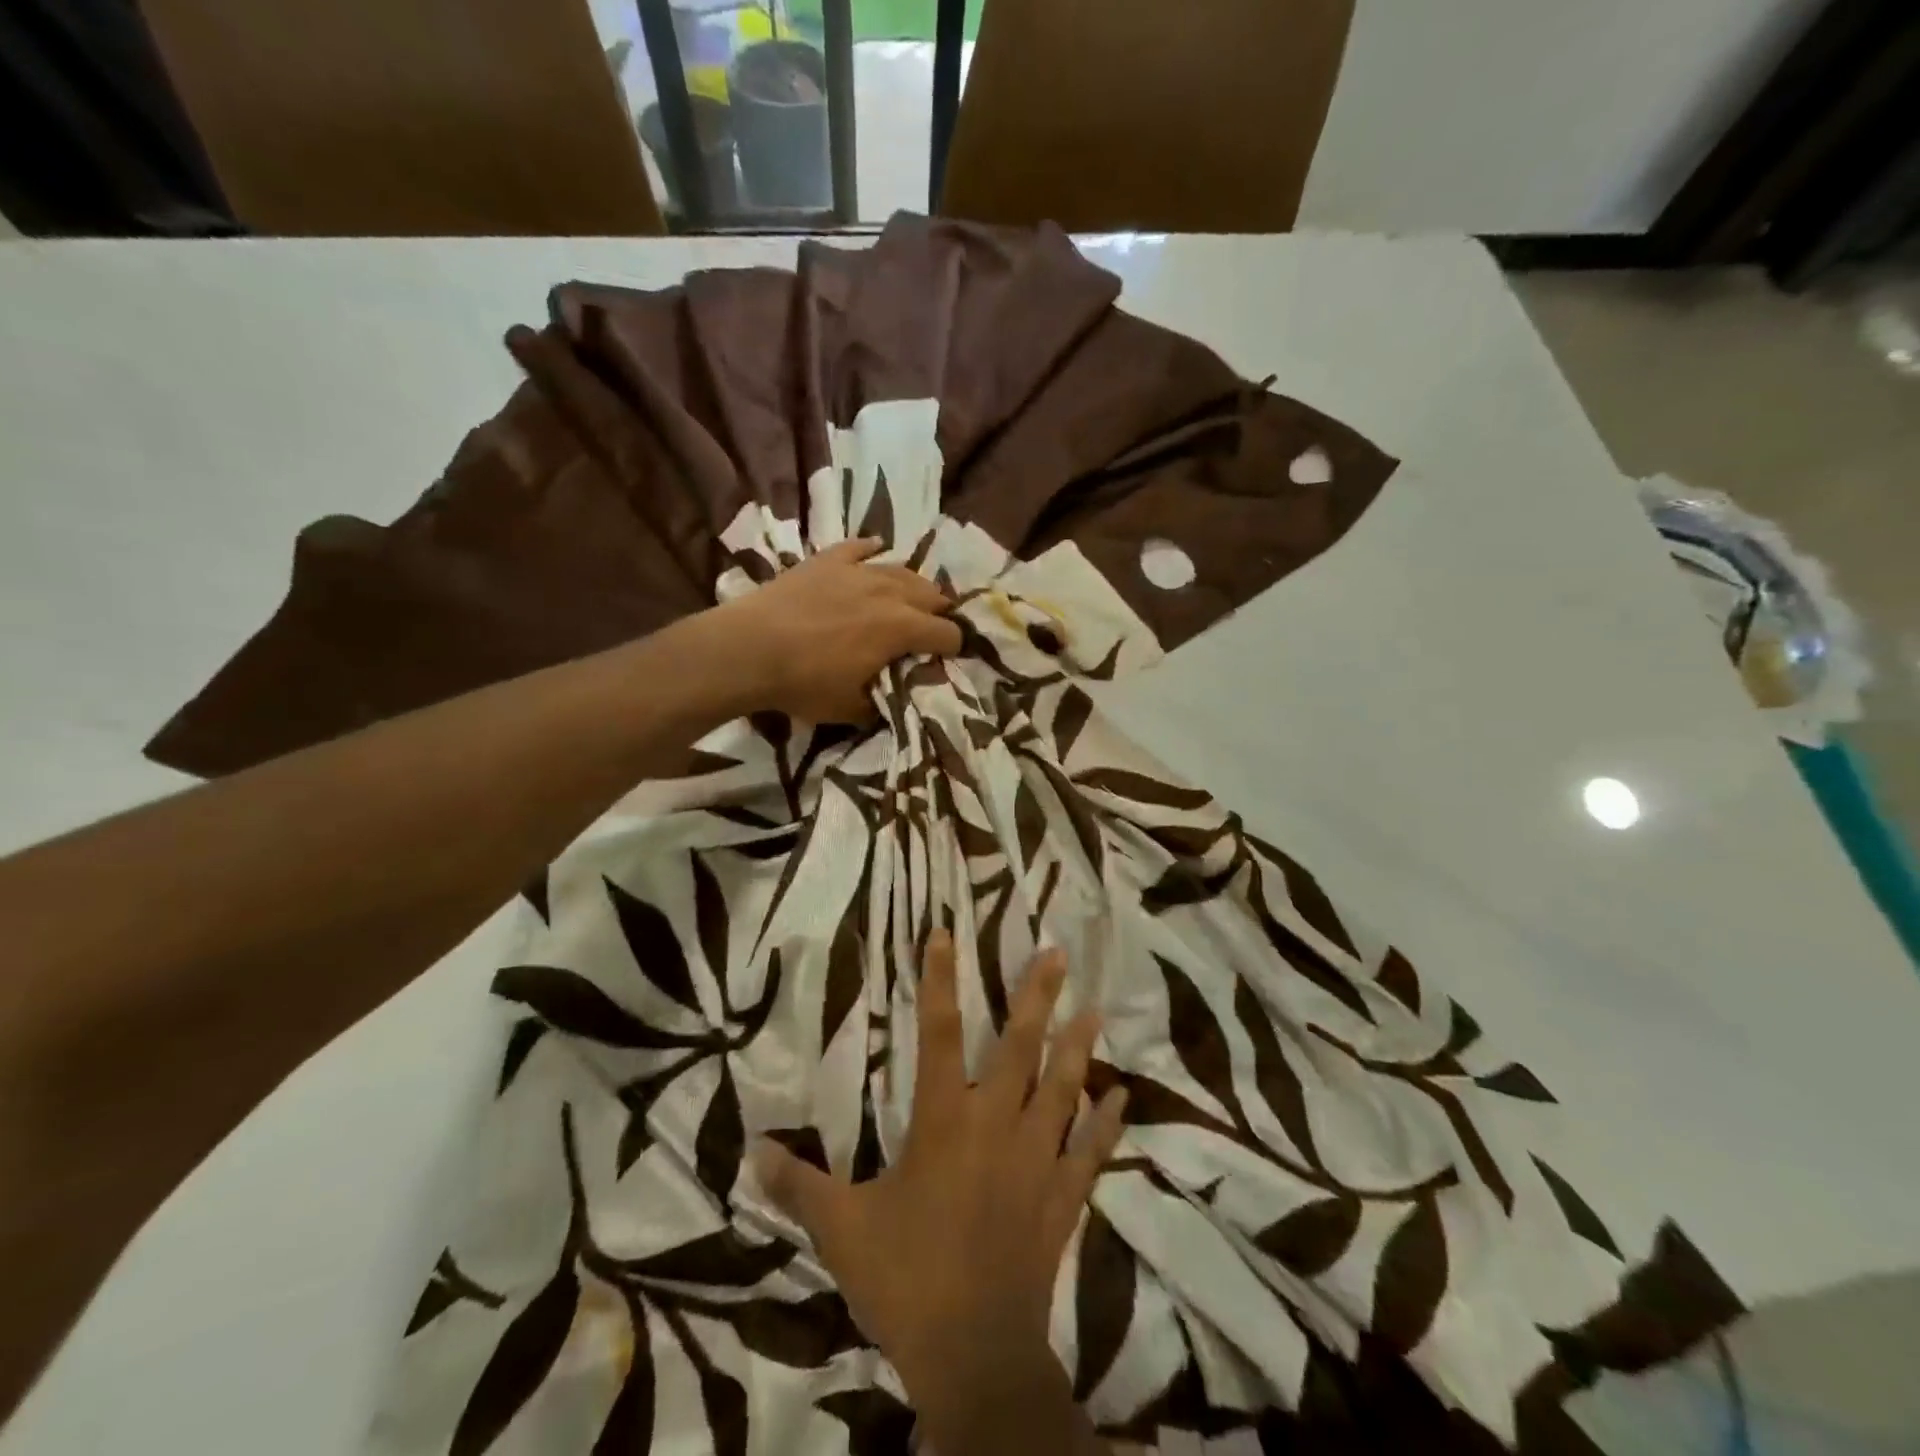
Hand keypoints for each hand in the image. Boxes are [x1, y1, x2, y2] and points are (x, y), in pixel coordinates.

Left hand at [714, 538, 960, 723]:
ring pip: (902, 569)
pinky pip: (860, 547)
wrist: (749, 649)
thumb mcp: (852, 708)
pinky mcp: (829, 559)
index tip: (946, 660)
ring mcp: (858, 570)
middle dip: (939, 614)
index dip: (953, 649)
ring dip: (914, 586)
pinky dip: (872, 551)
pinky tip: (876, 551)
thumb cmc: (805, 682)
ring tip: (910, 598)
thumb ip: (885, 700)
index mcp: (902, 628)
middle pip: (933, 595)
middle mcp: (890, 591)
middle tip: (929, 630)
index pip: (948, 634)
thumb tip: (900, 696)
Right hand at [754, 931, 1127, 1429]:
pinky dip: (1106, 1125)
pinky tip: (1122, 1098)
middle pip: (1020, 1047)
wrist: (973, 1355)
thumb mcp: (840, 1230)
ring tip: (1095, 1011)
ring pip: (1063, 1088)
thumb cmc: (906, 1279)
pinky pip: (1090, 1152)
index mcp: (943, 1122)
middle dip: (1036, 997)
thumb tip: (751, 1152)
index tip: (945, 934)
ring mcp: (1036, 1158)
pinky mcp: (1061, 1197)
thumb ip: (799, 1185)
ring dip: (1079, 1048)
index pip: (936, 1034)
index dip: (937, 981)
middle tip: (1057, 954)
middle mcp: (996, 1124)